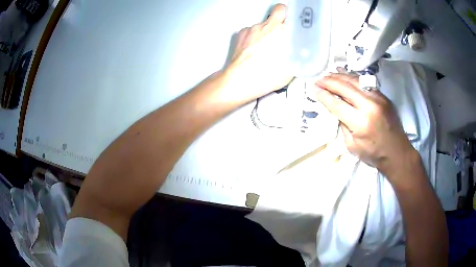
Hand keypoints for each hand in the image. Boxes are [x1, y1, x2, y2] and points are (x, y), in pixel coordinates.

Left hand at [223, 4, 293, 102]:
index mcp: (281, 31)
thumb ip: (297, 53)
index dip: (293, 17)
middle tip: (283, 27)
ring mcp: (252, 28)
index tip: (295, 23)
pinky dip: (255, 36)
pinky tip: (255, 49)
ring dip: (267, 30)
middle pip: (278, 10)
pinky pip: (252, 30)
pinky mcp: (241, 33)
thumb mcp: (291, 68)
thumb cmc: (266, 75)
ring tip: (266, 47)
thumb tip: (299, 50)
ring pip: (264, 23)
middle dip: (282, 15)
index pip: (290, 13)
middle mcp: (266, 25)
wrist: (241, 80)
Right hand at [314, 73, 415, 173]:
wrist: (397, 152)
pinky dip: (352, 77)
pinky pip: (364, 82)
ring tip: (328, 75)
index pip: (337, 104)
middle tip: (318, 80)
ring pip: (355, 81)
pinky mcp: (383, 95)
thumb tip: (336, 109)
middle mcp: (369, 106)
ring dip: (339, 76)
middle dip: (329, 82)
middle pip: (345, 88)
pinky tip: (344, 74)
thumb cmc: (374, 154)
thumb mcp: (352, 146)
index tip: (313, 88)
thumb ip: (343, 125)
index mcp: (360, 123)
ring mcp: (378, 98)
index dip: (323, 95)